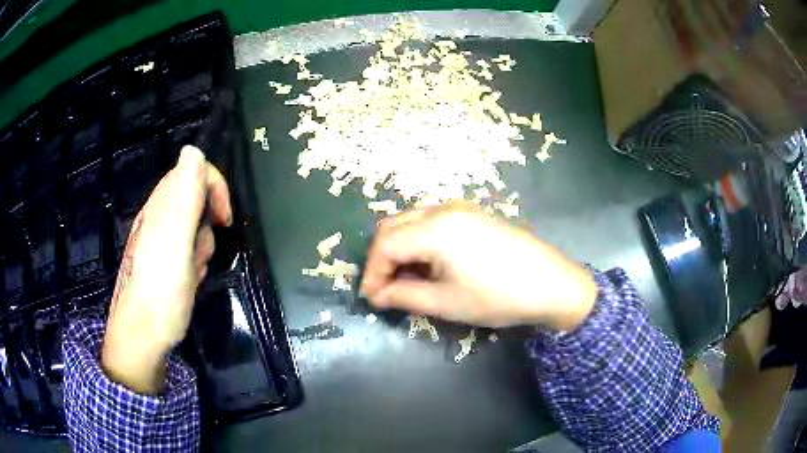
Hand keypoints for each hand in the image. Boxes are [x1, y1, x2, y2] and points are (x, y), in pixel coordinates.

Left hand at [102, 146, 231, 393]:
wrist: (142, 336)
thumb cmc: (161, 293)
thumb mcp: (175, 244)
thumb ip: (184, 197)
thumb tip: (193, 150)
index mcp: (161, 206)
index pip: (194, 169)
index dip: (215, 186)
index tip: (225, 218)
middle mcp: (159, 215)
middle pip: (195, 196)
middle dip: (208, 220)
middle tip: (203, 249)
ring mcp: (160, 238)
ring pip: (194, 225)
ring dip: (202, 245)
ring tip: (194, 269)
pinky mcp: (163, 259)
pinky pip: (188, 247)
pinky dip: (195, 260)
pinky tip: (190, 278)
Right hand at [361, 202, 597, 329]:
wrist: (552, 284)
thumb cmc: (497, 296)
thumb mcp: (446, 302)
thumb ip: (404, 296)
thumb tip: (378, 294)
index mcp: (434, 228)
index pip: (384, 244)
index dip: (372, 272)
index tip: (373, 299)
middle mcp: (443, 209)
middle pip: (394, 227)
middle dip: (382, 258)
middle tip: (386, 289)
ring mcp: (461, 209)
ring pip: (412, 222)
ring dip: (401, 249)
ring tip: (407, 281)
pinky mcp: (474, 214)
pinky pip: (433, 222)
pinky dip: (420, 242)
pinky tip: (431, 265)